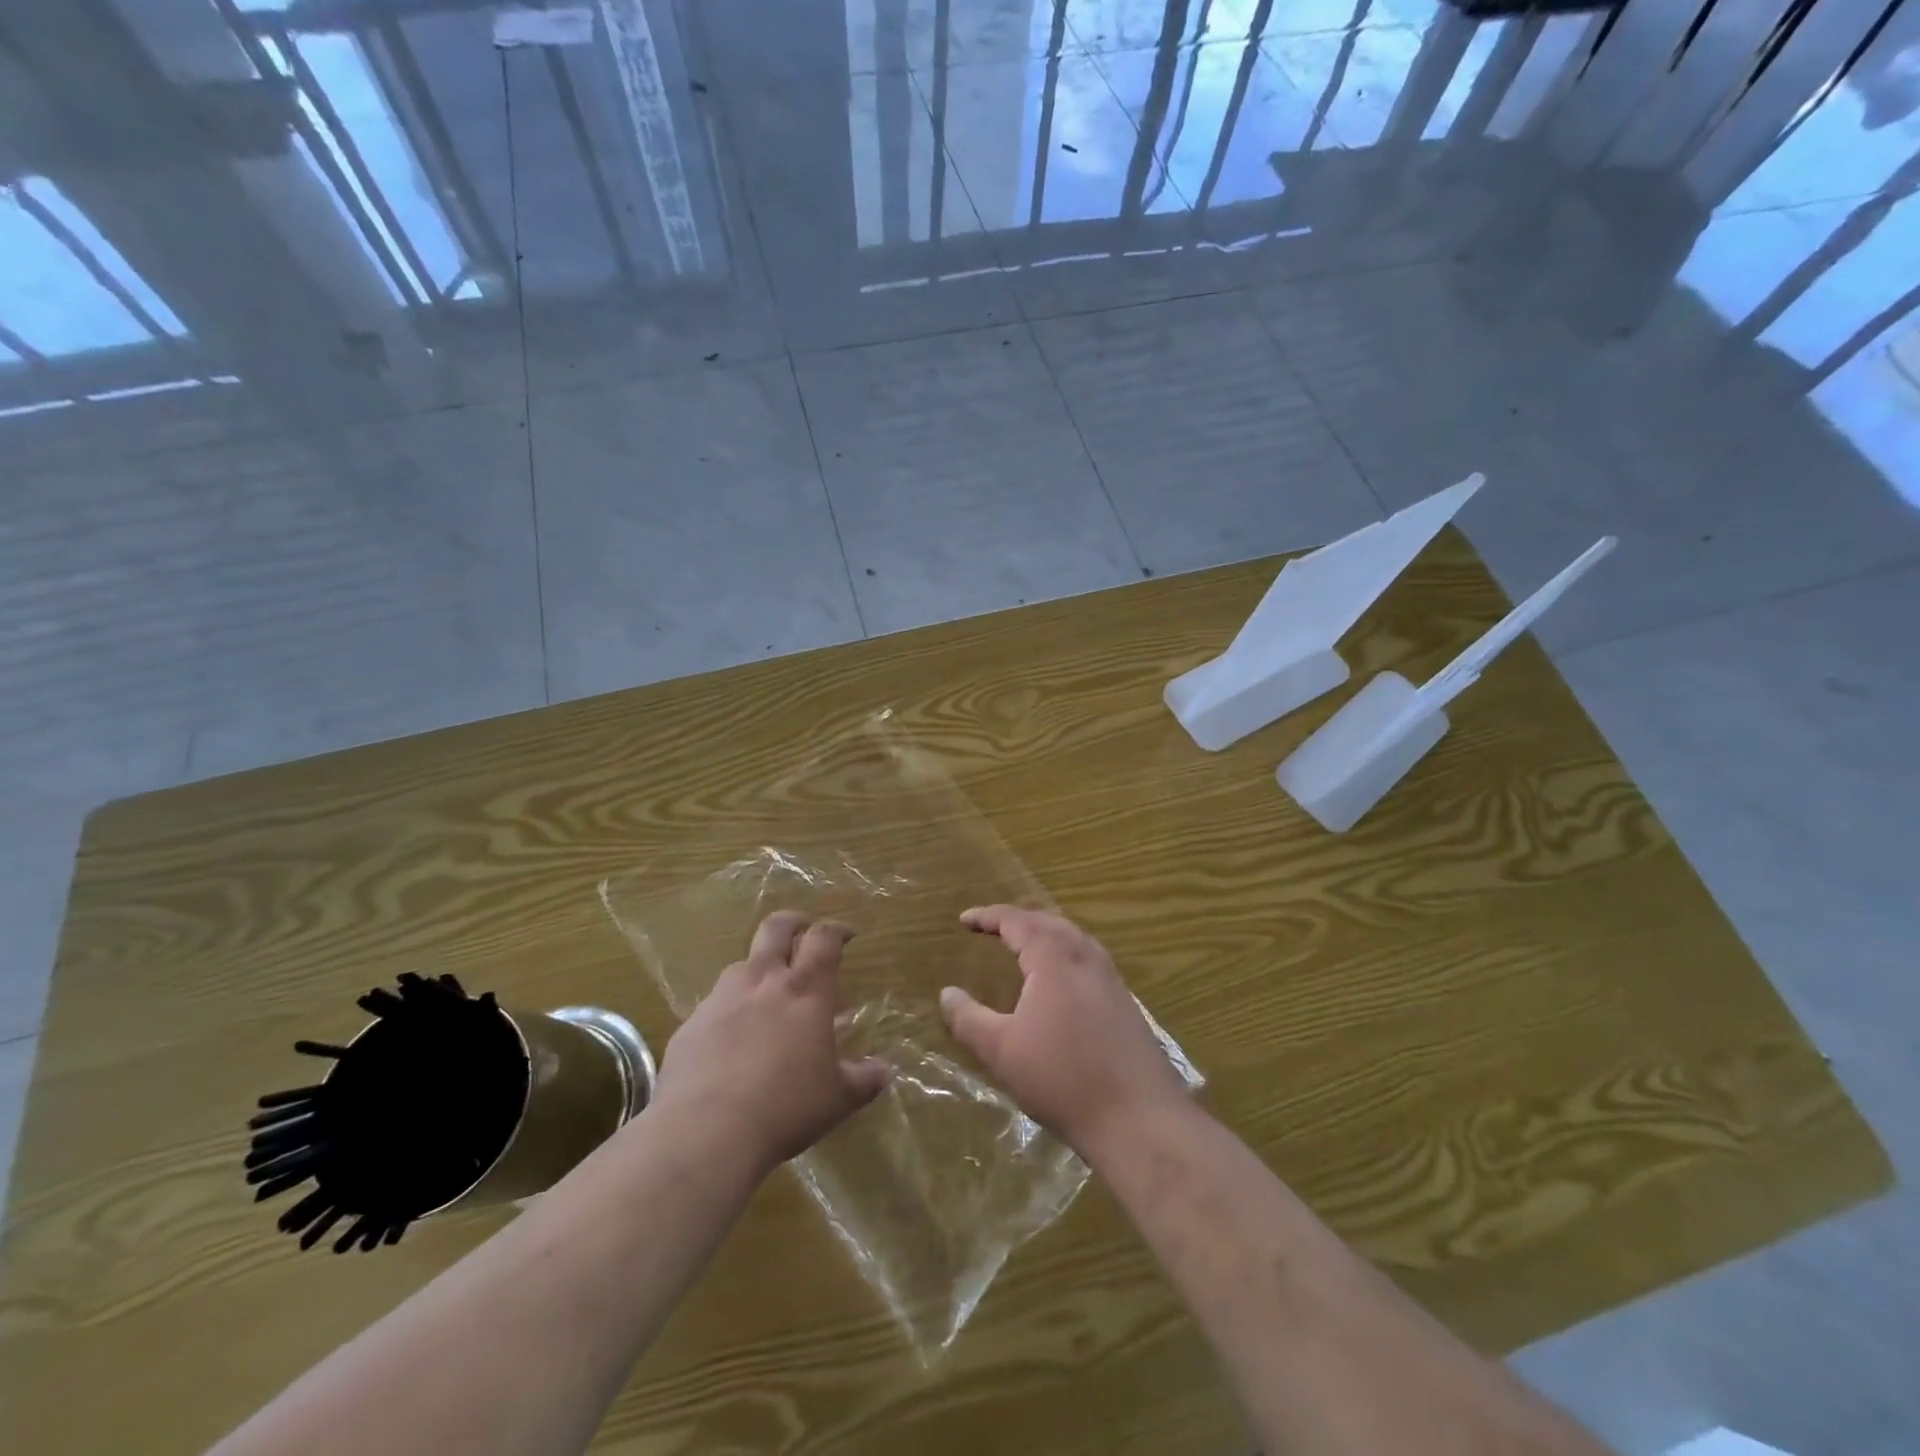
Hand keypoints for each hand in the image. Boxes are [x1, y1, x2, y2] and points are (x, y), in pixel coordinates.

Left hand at [651, 912, 889, 1174]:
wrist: (704, 1133)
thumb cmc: (785, 1108)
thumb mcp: (837, 1099)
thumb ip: (863, 1080)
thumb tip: (885, 1071)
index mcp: (806, 991)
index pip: (823, 938)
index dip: (836, 930)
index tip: (846, 935)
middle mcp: (763, 981)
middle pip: (776, 928)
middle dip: (793, 922)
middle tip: (804, 934)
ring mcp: (721, 999)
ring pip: (742, 965)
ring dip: (759, 971)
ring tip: (767, 999)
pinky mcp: (690, 1025)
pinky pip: (714, 1006)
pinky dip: (729, 1012)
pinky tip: (731, 1044)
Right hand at [939, 906, 1187, 1157]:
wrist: (1138, 1119)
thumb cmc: (1062, 1079)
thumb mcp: (1001, 1050)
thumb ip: (968, 1019)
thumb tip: (947, 993)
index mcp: (1054, 958)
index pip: (1017, 921)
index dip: (988, 917)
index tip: (964, 920)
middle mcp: (1086, 957)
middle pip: (1049, 922)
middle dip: (1018, 920)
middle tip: (992, 928)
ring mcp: (1111, 979)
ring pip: (1074, 939)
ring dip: (1045, 935)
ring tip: (1023, 947)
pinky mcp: (1126, 1003)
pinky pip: (1088, 960)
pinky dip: (1065, 955)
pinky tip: (1060, 983)